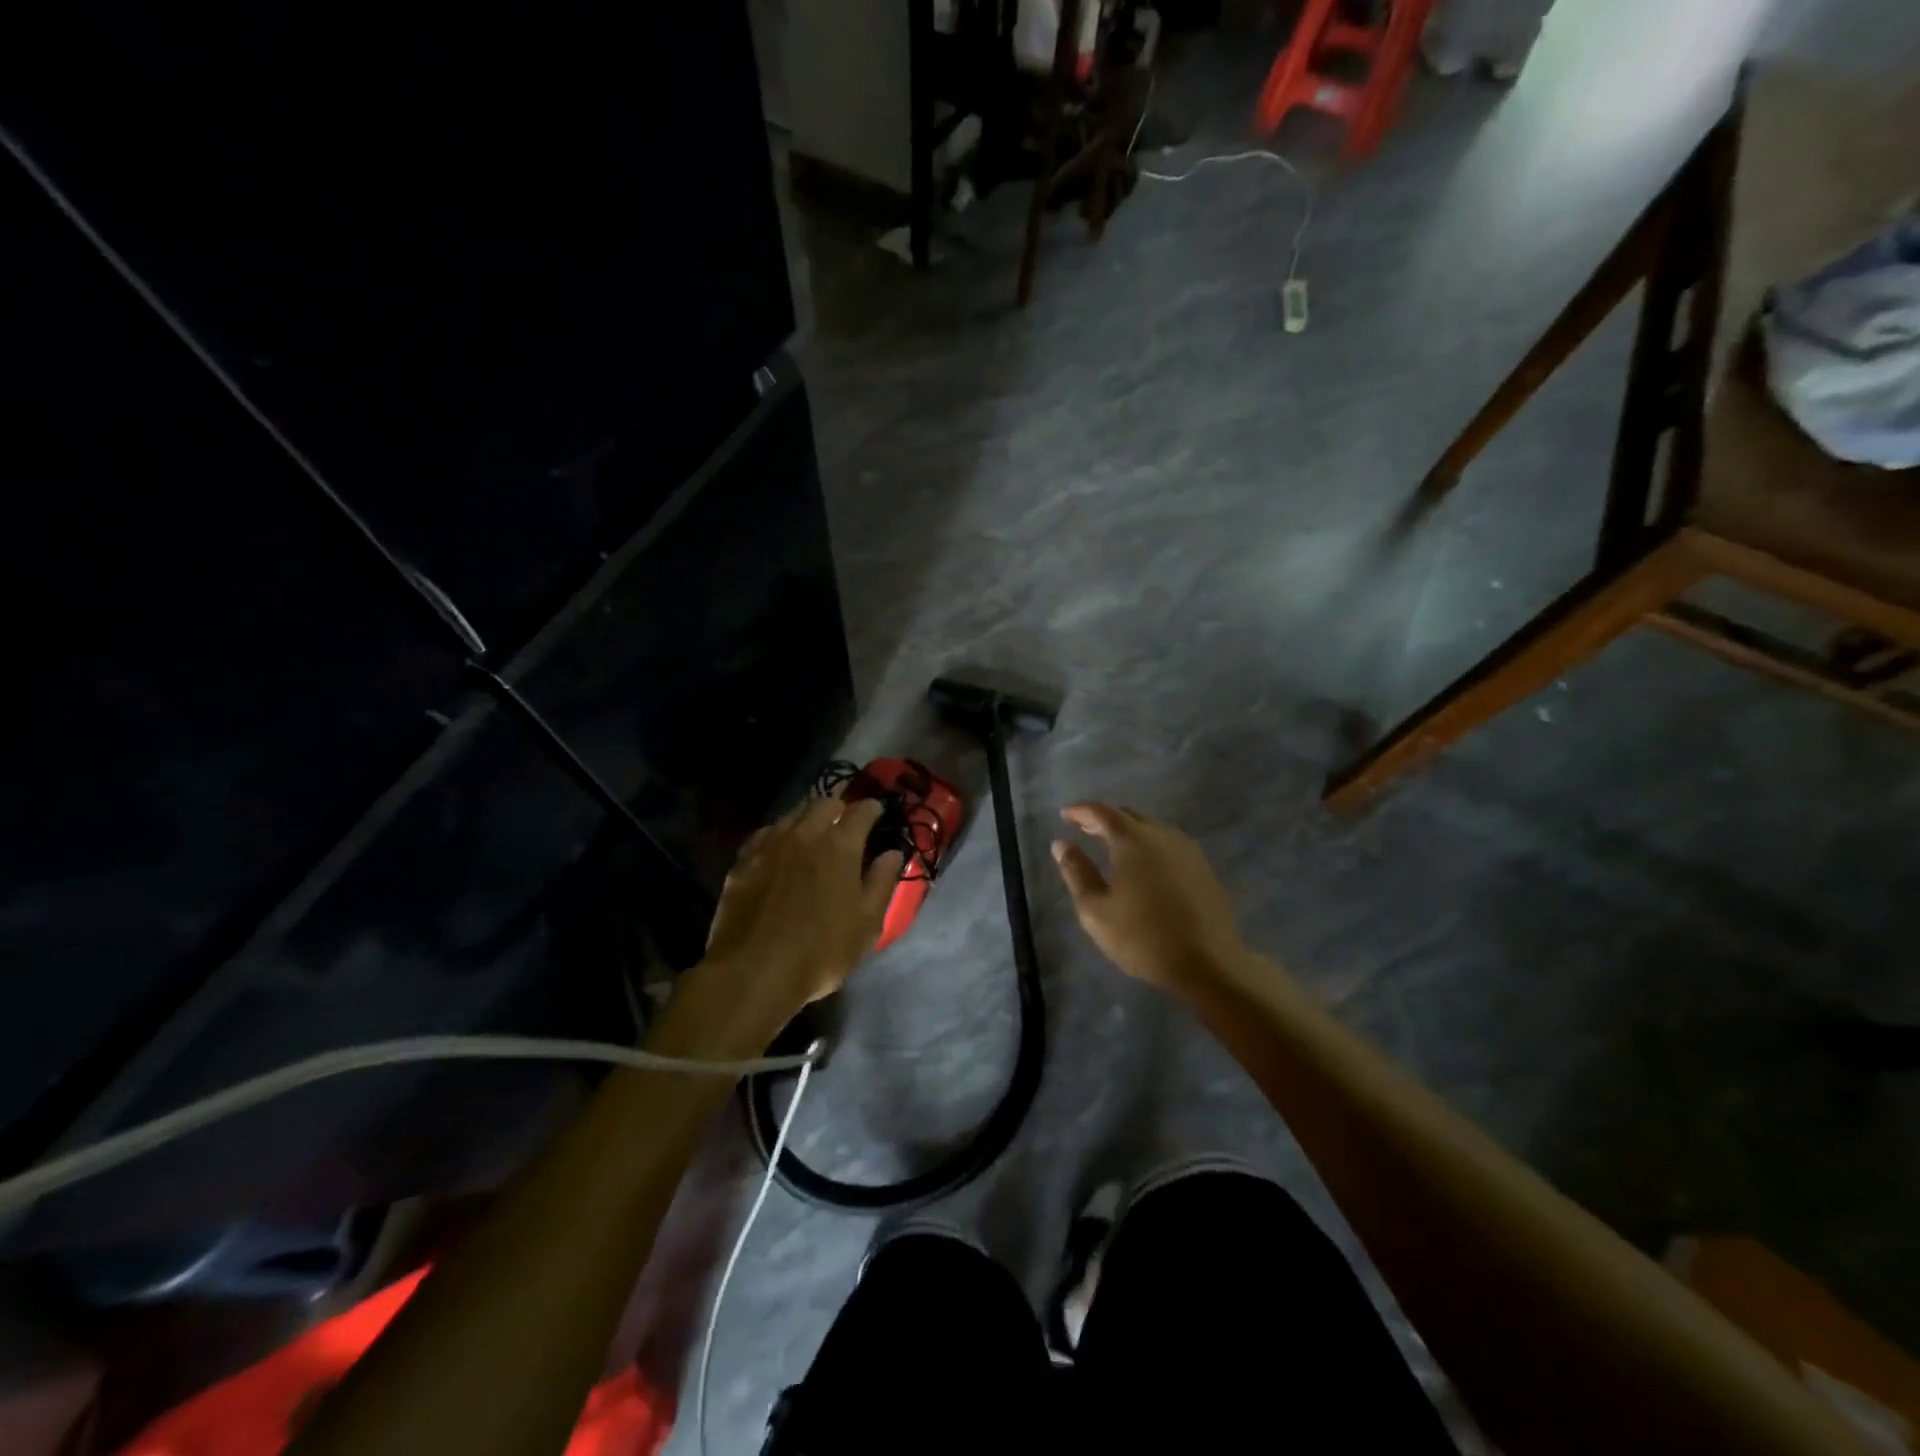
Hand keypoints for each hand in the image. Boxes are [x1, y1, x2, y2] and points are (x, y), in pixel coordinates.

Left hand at [685, 796, 902, 1044]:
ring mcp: (770, 845)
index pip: (861, 810)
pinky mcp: (743, 861)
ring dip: (809, 816)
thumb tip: (893, 853)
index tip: (878, 813)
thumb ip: (882, 882)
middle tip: (847, 822)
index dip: (873, 809)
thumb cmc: (820, 951)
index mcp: (840, 845)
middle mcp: (804, 834)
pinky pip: (766, 833)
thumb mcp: (867, 923)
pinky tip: (781, 847)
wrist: (752, 973)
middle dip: (840, 807)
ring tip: (815, 831)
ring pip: (793, 813)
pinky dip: (780, 833)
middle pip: (825, 802)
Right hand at [1051, 802, 1250, 993]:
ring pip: (1152, 827)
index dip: (1081, 810)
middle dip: (1104, 817)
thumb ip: (1077, 872)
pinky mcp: (1203, 867)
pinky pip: (1169, 842)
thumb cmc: (1143, 938)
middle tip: (1084, 827)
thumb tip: (1061, 844)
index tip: (1065, 815)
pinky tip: (1144, 863)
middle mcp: (1161, 835)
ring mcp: (1187, 850)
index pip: (1101, 812)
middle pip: (1129, 814)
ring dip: (1128, 829)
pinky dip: (1149, 842)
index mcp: (1132, 840)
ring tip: (1111, 844)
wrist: (1209, 964)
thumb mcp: (1096, 910)